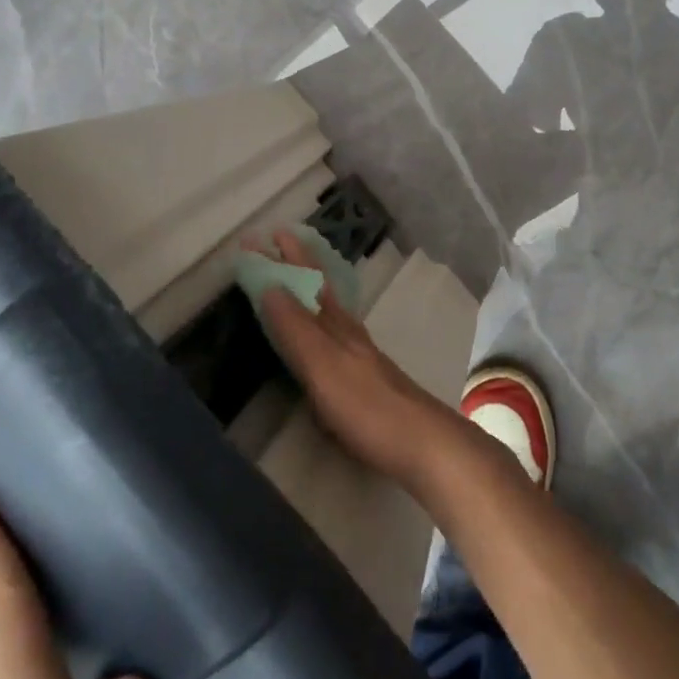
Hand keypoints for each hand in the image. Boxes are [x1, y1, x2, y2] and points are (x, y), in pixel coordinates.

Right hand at [253, 230, 467, 489]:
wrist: (421, 441)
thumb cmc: (366, 405)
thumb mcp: (323, 366)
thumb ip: (296, 328)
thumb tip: (270, 285)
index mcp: (335, 324)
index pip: (304, 280)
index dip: (282, 259)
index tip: (257, 237)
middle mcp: (347, 330)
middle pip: (318, 287)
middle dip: (297, 263)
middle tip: (276, 240)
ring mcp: (359, 352)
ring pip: (329, 307)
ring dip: (309, 287)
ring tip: (295, 275)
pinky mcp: (365, 377)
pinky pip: (335, 333)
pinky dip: (321, 319)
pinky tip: (322, 333)